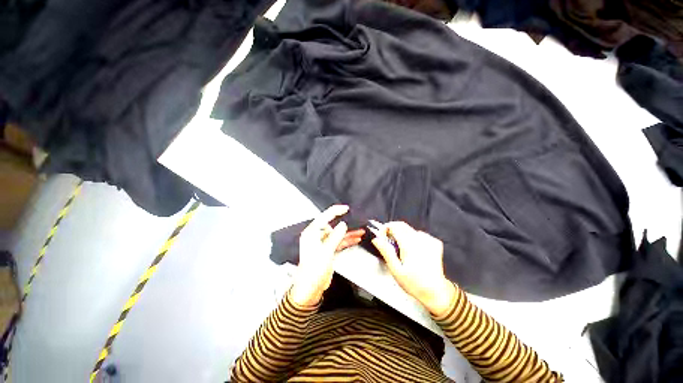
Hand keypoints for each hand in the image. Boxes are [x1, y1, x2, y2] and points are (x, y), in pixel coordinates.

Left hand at [290, 205, 364, 306]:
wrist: (310, 288)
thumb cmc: (314, 270)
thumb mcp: (326, 251)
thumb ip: (335, 236)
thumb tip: (343, 224)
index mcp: (312, 233)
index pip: (324, 217)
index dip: (336, 211)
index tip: (346, 209)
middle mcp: (316, 236)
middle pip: (332, 225)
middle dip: (345, 224)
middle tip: (356, 220)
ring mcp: (323, 243)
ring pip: (337, 234)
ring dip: (348, 233)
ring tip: (360, 230)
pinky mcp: (328, 250)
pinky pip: (338, 242)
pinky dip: (347, 240)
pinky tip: (356, 239)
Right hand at [371, 222, 455, 315]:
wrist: (436, 292)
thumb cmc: (414, 283)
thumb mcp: (396, 270)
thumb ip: (386, 252)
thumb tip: (376, 239)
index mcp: (409, 245)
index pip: (394, 226)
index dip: (385, 229)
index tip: (382, 237)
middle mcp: (420, 239)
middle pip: (402, 225)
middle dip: (393, 230)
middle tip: (390, 243)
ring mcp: (429, 240)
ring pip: (410, 229)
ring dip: (403, 234)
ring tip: (402, 249)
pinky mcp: (435, 243)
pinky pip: (420, 234)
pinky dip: (414, 238)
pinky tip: (414, 249)